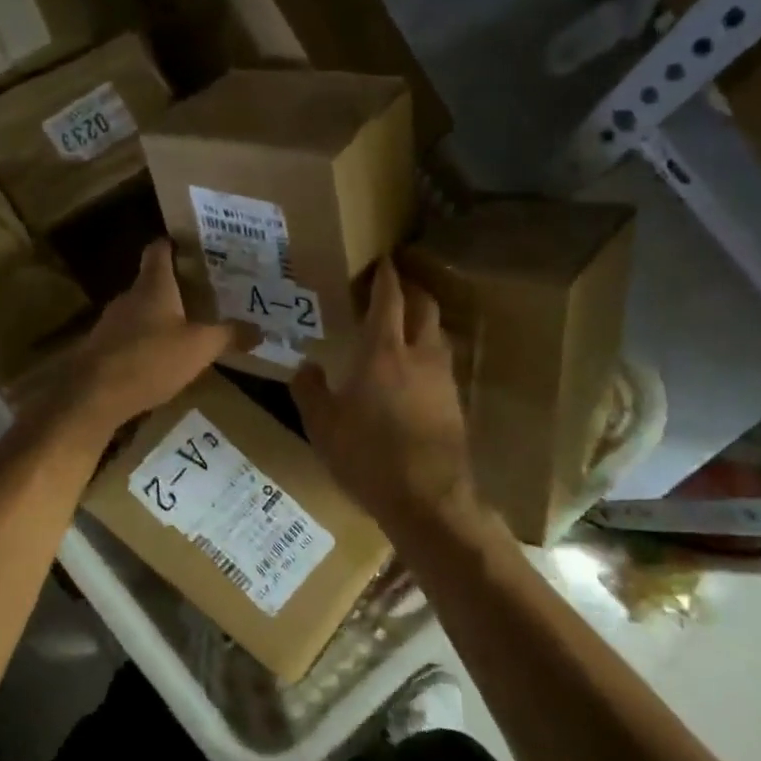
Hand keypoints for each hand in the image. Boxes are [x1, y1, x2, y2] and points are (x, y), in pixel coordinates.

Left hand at [30, 240, 236, 442]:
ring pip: (139, 311)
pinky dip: (144, 341)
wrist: (93, 396)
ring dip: (159, 317)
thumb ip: (228, 335)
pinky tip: (159, 359)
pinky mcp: (100, 349)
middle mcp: (128, 297)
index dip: (173, 243)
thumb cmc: (150, 359)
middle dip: (174, 286)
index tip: (190, 244)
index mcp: (153, 286)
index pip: (159, 250)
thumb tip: (259, 330)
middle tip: (202, 292)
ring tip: (185, 327)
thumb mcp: (199, 348)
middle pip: (151, 282)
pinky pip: (128, 336)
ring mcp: (110, 323)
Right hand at [291, 259, 478, 535]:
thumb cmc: (368, 456)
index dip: (386, 276)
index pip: (389, 299)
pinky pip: (442, 363)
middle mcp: (419, 355)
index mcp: (382, 351)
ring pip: (438, 334)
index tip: (383, 261)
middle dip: (412, 289)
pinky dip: (429, 352)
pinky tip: (415, 370)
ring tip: (405, 325)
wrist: (428, 499)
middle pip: (424, 306)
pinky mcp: (456, 403)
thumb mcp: (322, 426)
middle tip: (395, 286)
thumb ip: (310, 390)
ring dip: (424, 321)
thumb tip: (305, 367)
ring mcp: (443, 379)